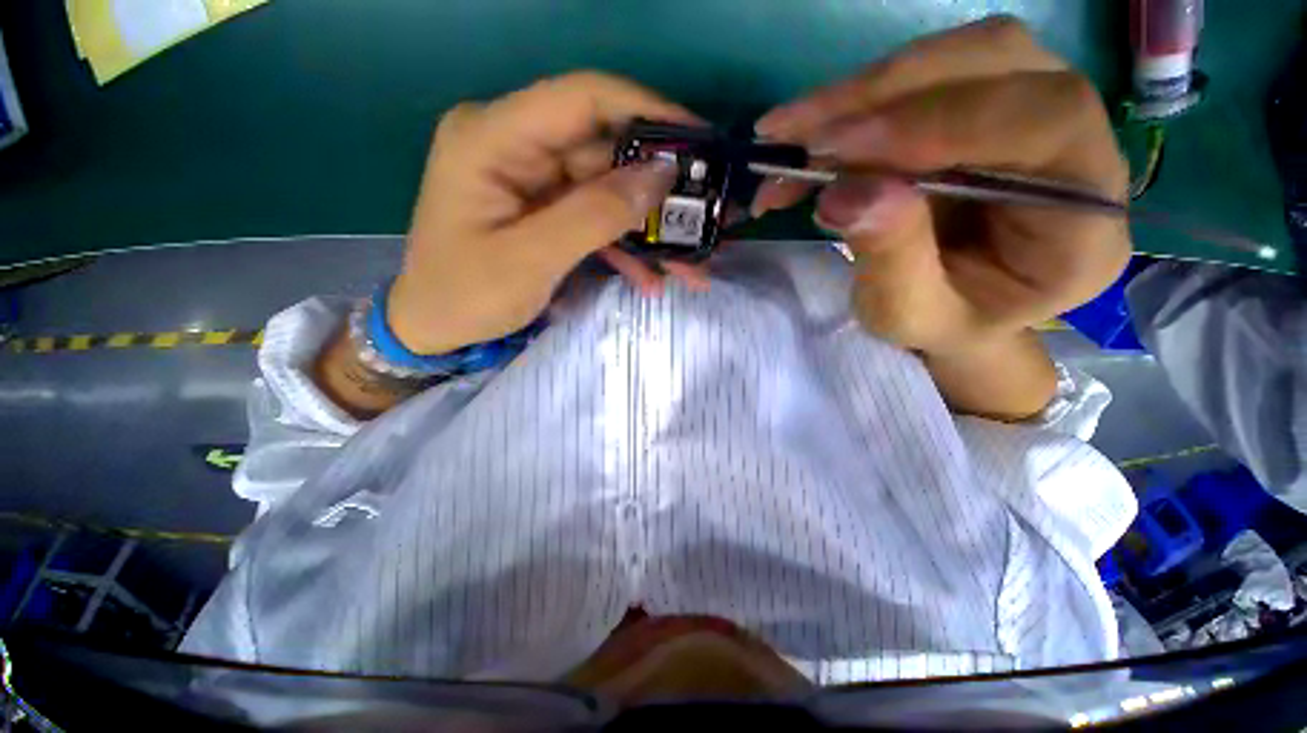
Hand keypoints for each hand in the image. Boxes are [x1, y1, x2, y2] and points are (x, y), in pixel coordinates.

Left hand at [388, 72, 704, 354]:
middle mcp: (515, 144)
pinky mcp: (545, 208)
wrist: (435, 327)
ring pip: (608, 190)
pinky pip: (595, 217)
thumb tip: (660, 176)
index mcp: (494, 136)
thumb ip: (594, 215)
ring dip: (648, 229)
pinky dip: (624, 246)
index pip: (582, 98)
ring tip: (688, 265)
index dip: (645, 110)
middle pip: (604, 150)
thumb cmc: (465, 295)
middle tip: (704, 218)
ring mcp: (533, 178)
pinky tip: (650, 277)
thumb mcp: (531, 259)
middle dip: (657, 190)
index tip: (698, 139)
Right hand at [752, 17, 1130, 356]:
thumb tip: (845, 192)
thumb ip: (892, 260)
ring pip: (952, 58)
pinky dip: (854, 104)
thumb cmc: (941, 323)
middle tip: (798, 137)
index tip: (839, 149)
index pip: (1043, 122)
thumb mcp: (908, 314)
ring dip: (858, 94)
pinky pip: (921, 77)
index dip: (938, 121)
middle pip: (996, 63)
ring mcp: (1030, 110)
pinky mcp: (985, 104)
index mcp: (1082, 216)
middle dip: (882, 95)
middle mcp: (1076, 143)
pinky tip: (806, 138)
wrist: (955, 310)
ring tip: (786, 136)